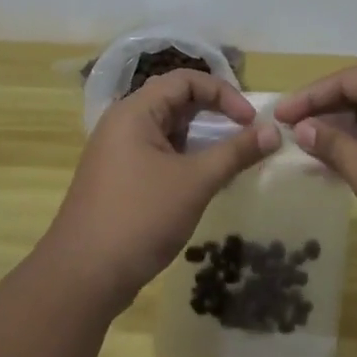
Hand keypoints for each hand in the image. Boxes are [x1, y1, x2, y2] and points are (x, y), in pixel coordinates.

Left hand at [43, 70, 279, 311]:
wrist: (83, 277)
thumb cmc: (140, 218)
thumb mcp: (195, 182)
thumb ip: (236, 152)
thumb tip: (273, 131)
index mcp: (135, 112)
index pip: (185, 80)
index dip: (223, 93)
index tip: (250, 121)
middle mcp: (122, 124)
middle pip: (176, 102)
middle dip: (214, 115)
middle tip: (245, 136)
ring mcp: (117, 153)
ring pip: (168, 131)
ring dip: (201, 140)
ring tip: (231, 160)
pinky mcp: (119, 179)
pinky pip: (158, 154)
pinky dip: (185, 160)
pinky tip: (204, 183)